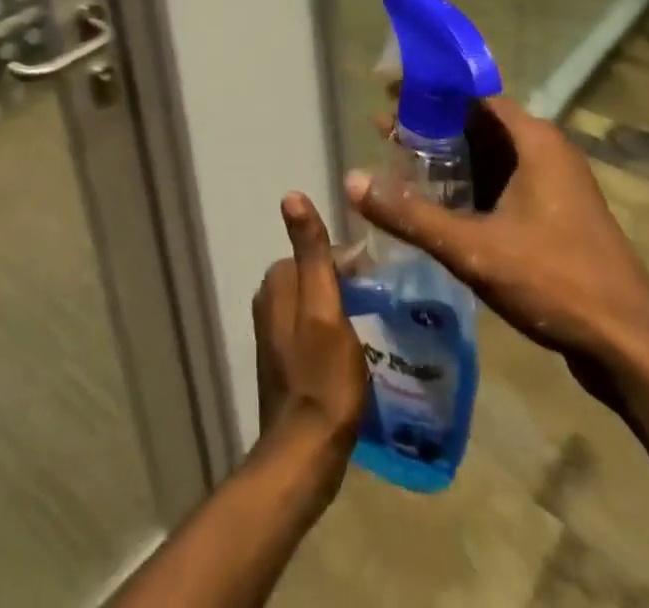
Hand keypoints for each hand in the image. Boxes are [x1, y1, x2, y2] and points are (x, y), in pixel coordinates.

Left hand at [251, 193, 368, 476]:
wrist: (304, 453)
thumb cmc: (322, 378)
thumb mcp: (325, 308)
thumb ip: (312, 252)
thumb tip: (291, 195)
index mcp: (277, 282)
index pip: (318, 252)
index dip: (351, 264)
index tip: (379, 282)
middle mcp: (269, 300)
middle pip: (316, 276)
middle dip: (346, 284)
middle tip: (380, 306)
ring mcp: (273, 332)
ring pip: (314, 302)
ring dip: (341, 308)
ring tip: (372, 328)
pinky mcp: (283, 360)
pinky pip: (311, 328)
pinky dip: (332, 331)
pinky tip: (353, 352)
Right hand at [346, 96, 648, 392]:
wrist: (630, 346)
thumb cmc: (554, 280)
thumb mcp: (474, 248)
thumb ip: (411, 214)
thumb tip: (352, 180)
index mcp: (534, 140)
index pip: (472, 96)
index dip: (428, 94)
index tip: (387, 97)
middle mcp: (547, 150)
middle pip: (479, 125)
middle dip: (432, 129)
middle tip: (384, 136)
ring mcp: (555, 184)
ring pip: (492, 157)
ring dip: (450, 161)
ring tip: (402, 169)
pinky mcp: (557, 214)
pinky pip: (505, 184)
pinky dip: (471, 186)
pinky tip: (440, 206)